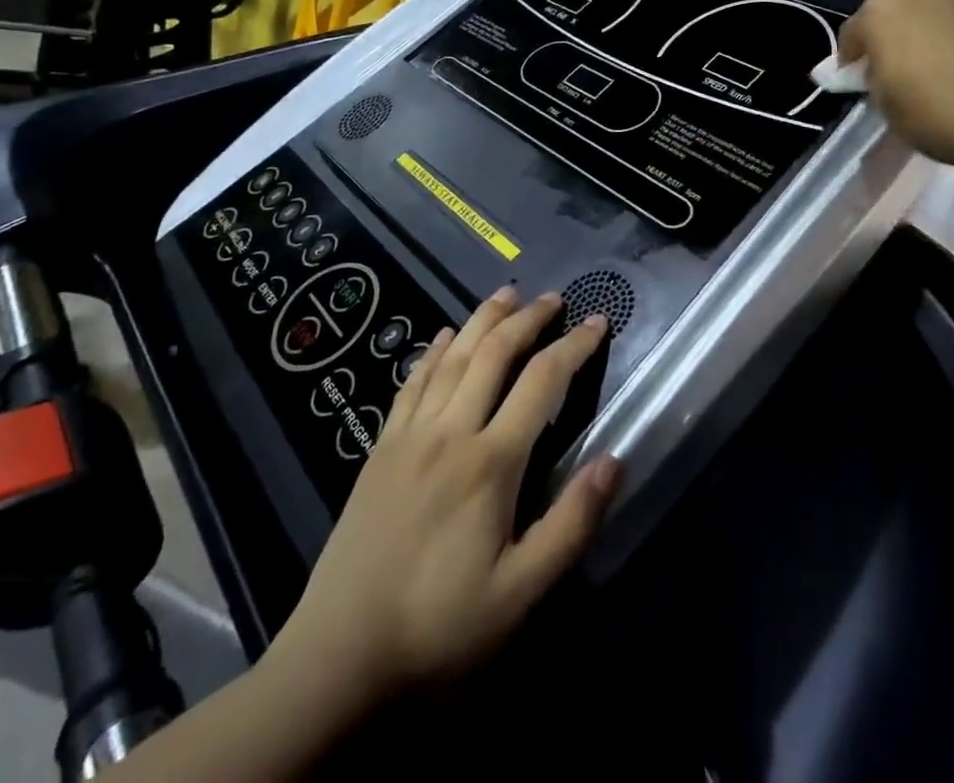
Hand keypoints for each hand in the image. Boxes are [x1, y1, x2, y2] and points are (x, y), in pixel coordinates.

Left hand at [270, 288, 618, 710]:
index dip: (574, 346)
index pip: (542, 381)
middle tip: (553, 298)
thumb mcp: (521, 594)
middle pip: (494, 353)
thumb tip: (614, 460)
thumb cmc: (440, 628)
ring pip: (453, 357)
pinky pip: (412, 383)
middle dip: (528, 318)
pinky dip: (433, 352)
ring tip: (506, 294)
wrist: (339, 658)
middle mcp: (451, 431)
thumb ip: (571, 524)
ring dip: (482, 320)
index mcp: (491, 462)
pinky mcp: (381, 449)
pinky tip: (442, 336)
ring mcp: (410, 435)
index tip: (598, 322)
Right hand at [837, 0, 953, 168]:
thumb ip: (876, 81)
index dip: (852, 59)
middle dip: (894, 38)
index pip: (853, 32)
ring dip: (934, 33)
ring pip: (938, 13)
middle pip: (897, 14)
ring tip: (947, 70)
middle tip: (902, 72)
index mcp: (881, 13)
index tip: (858, 81)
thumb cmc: (938, 115)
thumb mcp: (887, 108)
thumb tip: (879, 71)